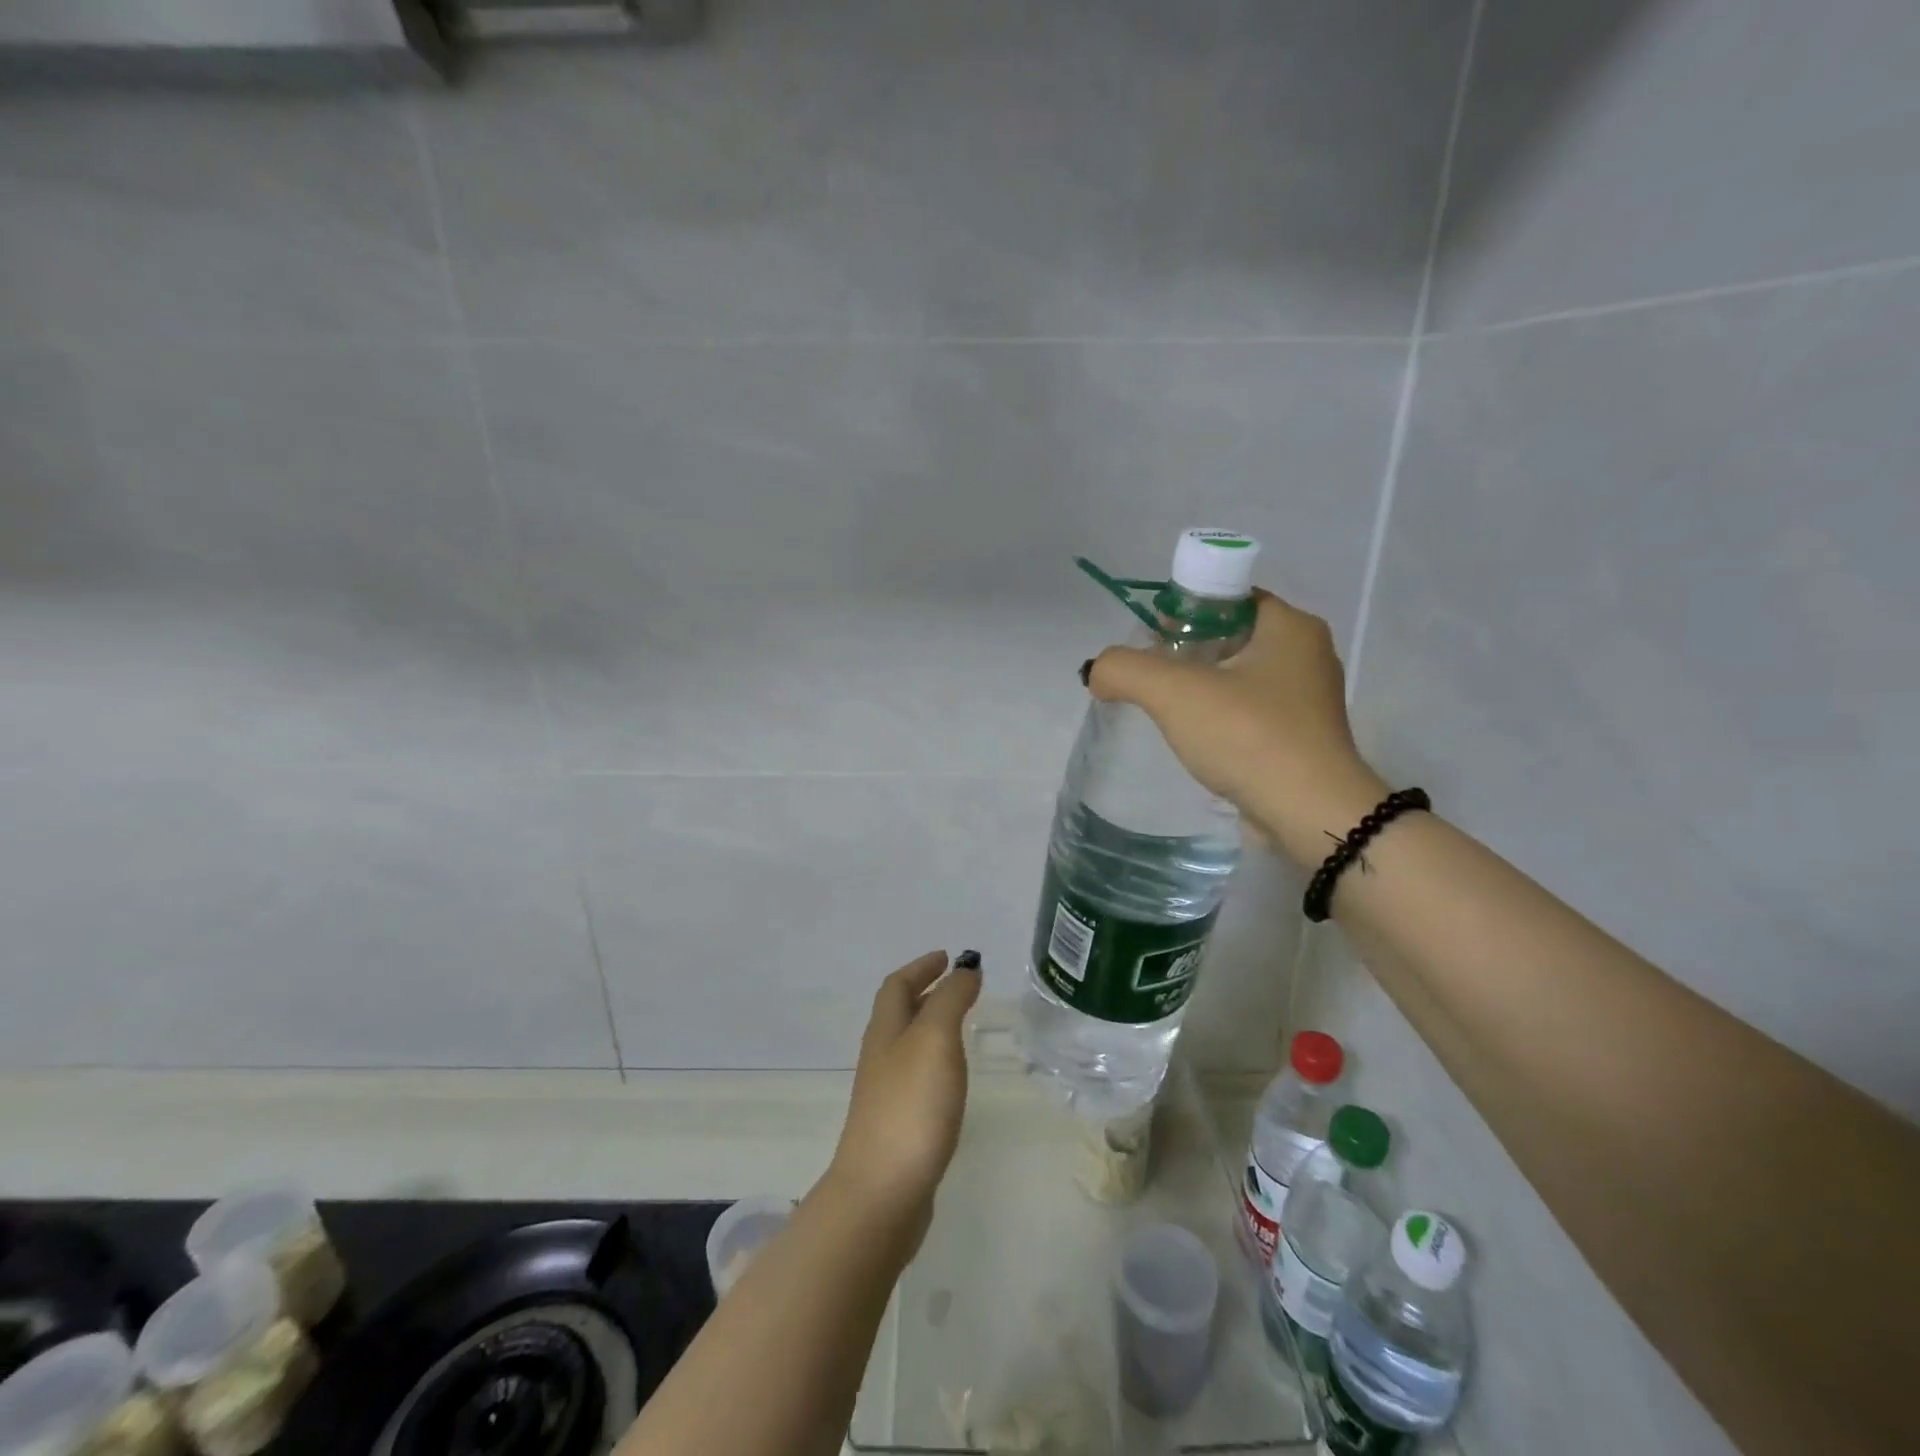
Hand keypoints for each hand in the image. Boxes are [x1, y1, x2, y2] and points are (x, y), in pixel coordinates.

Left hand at [826, 951, 981, 1239]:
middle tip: (958, 986)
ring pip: (907, 1045)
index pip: (897, 986)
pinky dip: (934, 1061)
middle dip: (925, 992)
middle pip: (898, 1013)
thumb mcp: (935, 1039)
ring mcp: (885, 1094)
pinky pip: (915, 1077)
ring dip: (930, 1026)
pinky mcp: (897, 1127)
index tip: (947, 956)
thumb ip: (951, 1000)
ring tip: (960, 1025)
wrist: (882, 1195)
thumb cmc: (910, 1106)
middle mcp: (880, 1057)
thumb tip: (965, 967)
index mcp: (885, 1031)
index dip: (920, 967)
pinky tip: (951, 1079)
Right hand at [1087, 590, 1387, 867]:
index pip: (1229, 596)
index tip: (1152, 643)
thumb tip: (1098, 672)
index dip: (1184, 611)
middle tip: (1151, 677)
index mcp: (1291, 626)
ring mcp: (1309, 700)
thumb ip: (1125, 669)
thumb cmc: (1249, 736)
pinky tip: (1198, 740)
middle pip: (1231, 636)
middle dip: (1187, 653)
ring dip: (1202, 689)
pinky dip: (1222, 719)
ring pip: (1240, 677)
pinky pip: (1251, 713)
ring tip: (1167, 711)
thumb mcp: (1174, 692)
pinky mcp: (1304, 738)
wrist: (1309, 815)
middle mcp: (1308, 654)